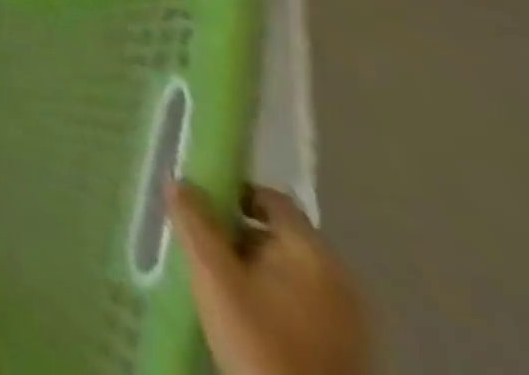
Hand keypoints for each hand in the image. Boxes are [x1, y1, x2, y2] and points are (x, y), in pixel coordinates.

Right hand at [171, 182, 370, 374]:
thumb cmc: (258, 340)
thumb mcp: (213, 275)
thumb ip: (193, 221)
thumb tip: (179, 180)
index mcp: (313, 254)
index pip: (271, 198)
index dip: (233, 192)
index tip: (199, 205)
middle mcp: (340, 279)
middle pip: (279, 234)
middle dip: (237, 234)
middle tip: (202, 245)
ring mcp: (349, 319)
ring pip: (289, 270)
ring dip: (253, 266)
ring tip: (218, 280)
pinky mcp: (345, 349)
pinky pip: (302, 301)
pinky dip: (273, 295)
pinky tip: (247, 314)